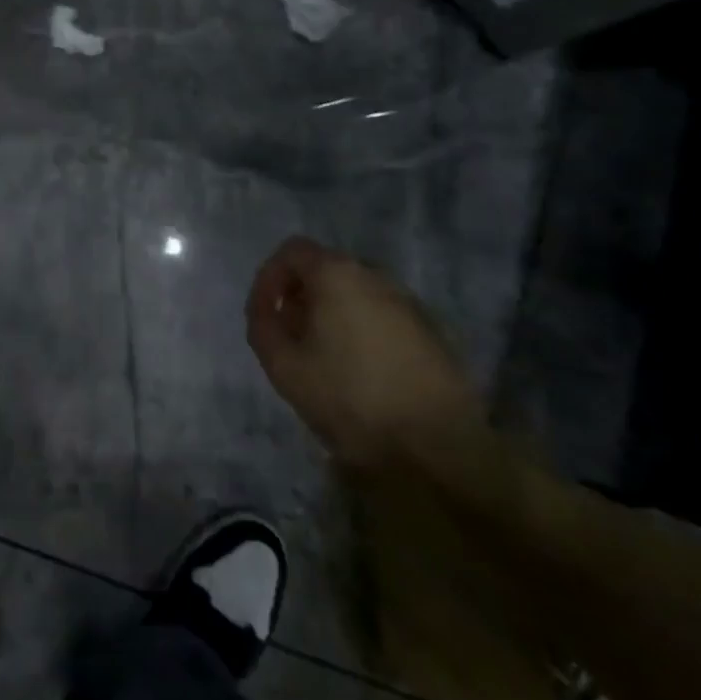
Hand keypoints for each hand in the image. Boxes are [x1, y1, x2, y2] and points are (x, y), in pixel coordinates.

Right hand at [246, 237, 481, 470]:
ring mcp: (410, 304)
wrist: (438, 448)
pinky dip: (362, 331)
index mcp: (337, 274)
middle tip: (291, 336)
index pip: (292, 251)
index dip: (269, 278)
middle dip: (301, 297)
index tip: (264, 313)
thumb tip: (267, 310)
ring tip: (324, 358)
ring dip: (333, 315)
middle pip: (326, 270)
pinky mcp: (433, 334)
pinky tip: (362, 373)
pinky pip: (383, 318)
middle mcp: (376, 276)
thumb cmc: (349, 397)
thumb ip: (262, 326)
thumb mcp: (282, 365)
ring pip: (356, 295)